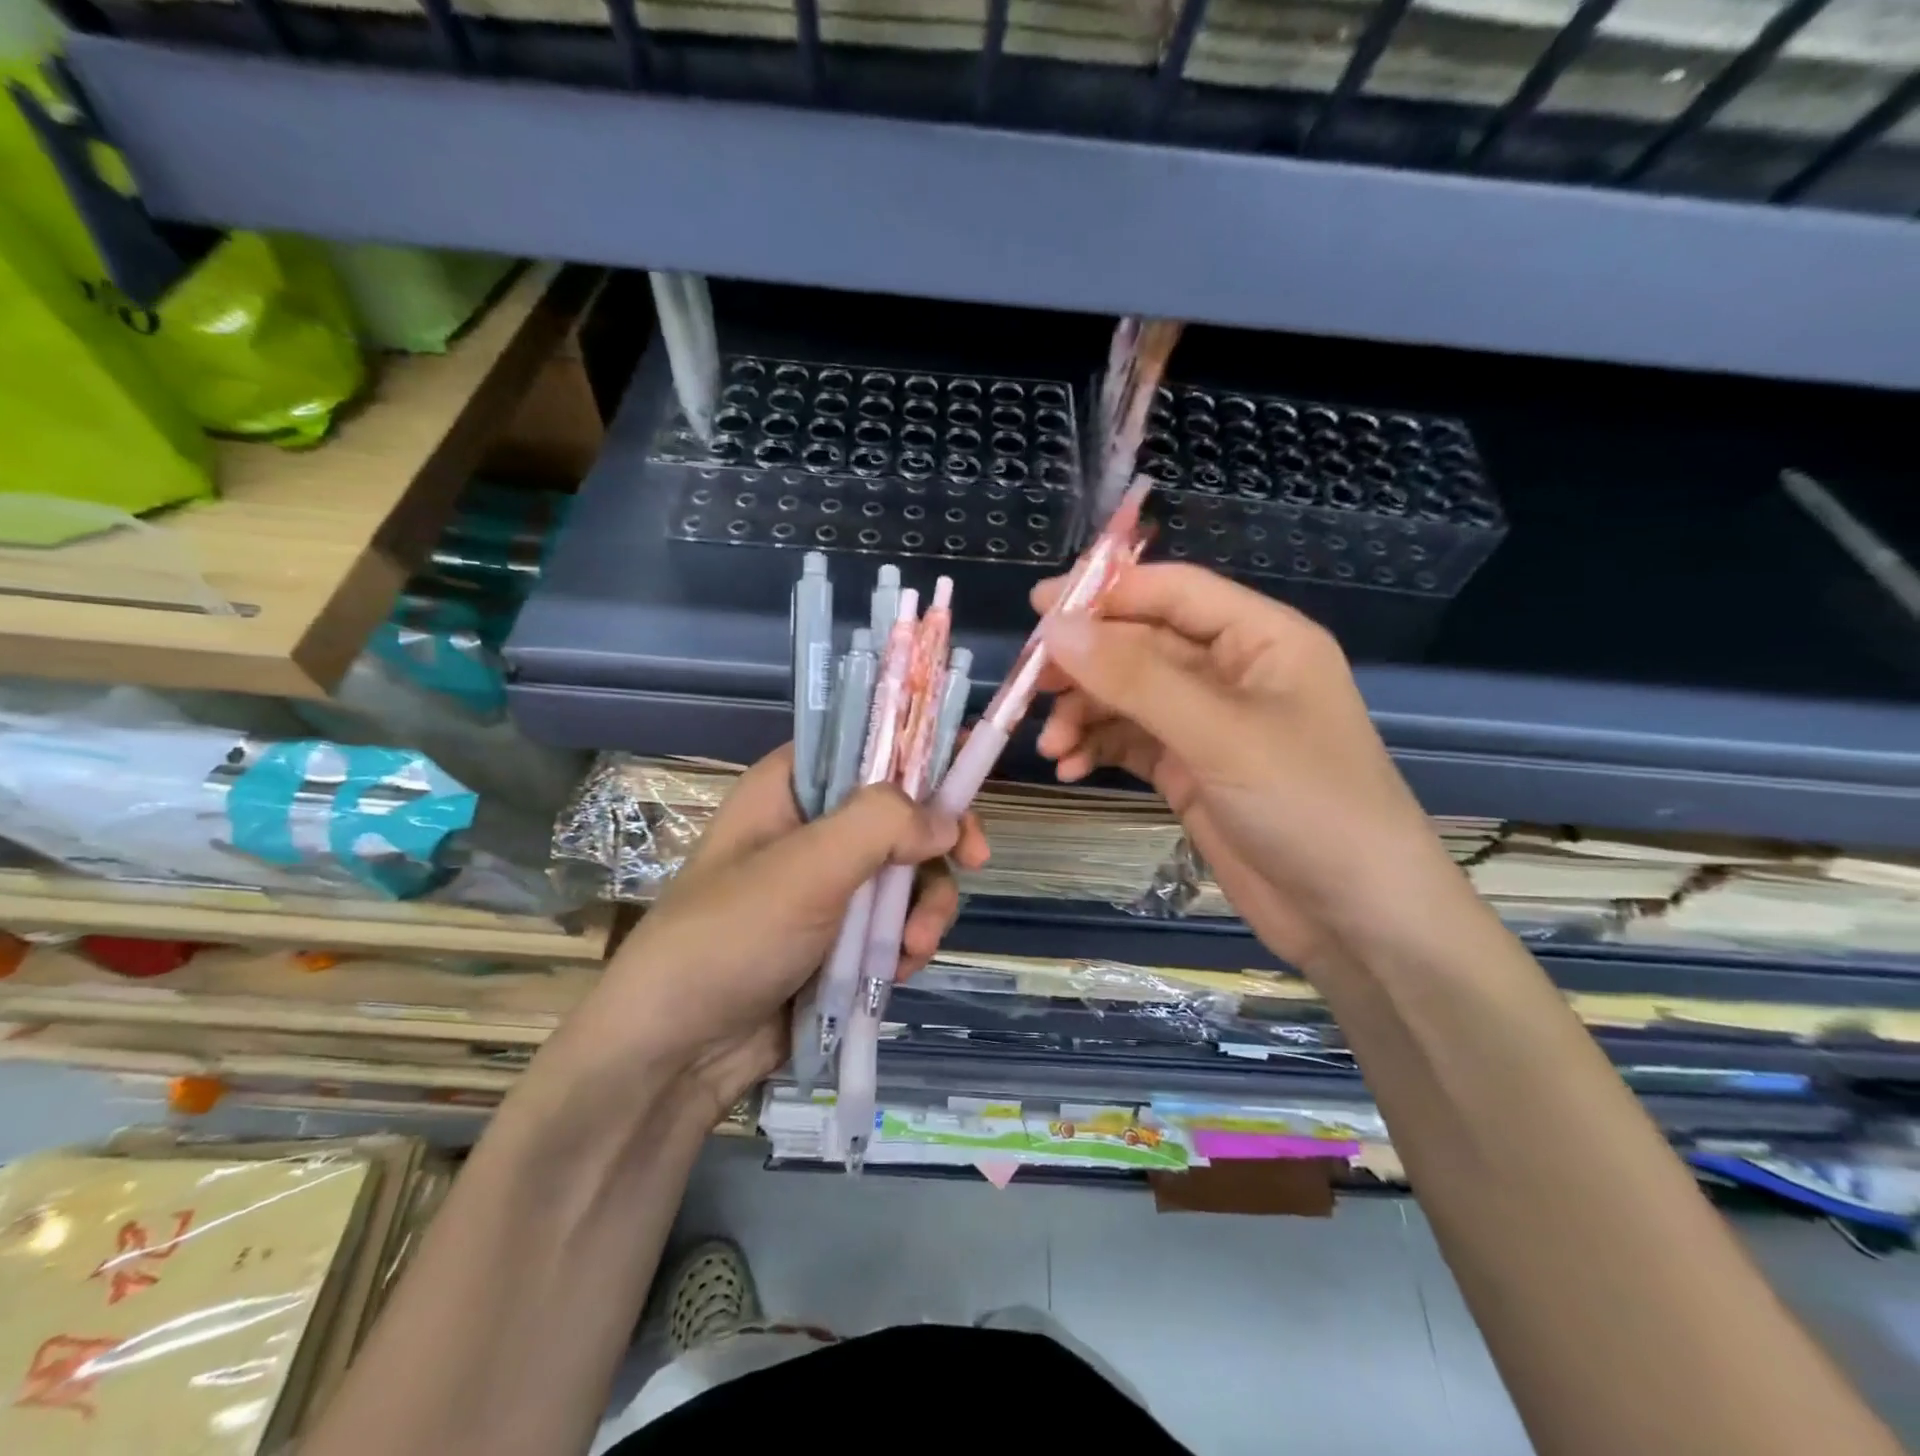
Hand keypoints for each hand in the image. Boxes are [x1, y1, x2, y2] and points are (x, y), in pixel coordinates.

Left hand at [535, 746, 989, 1125]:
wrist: (678, 1053)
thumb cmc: (731, 938)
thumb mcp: (805, 868)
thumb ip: (881, 825)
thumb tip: (947, 821)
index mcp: (792, 788)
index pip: (868, 743)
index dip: (922, 751)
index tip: (971, 773)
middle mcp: (814, 827)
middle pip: (902, 811)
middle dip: (936, 845)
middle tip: (973, 862)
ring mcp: (829, 886)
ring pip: (908, 873)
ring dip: (924, 908)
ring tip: (913, 949)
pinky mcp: (840, 938)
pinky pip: (895, 923)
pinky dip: (906, 943)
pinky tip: (897, 971)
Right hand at [1032, 563, 1464, 978]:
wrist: (1355, 919)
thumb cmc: (1307, 806)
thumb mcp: (1219, 735)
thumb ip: (1135, 678)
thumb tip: (1056, 629)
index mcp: (1260, 638)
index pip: (1172, 593)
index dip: (1106, 594)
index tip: (1039, 611)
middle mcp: (1232, 672)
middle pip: (1141, 646)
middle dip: (1086, 667)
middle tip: (1030, 689)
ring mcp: (1208, 725)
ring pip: (1128, 697)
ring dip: (1085, 714)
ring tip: (1052, 746)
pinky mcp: (1190, 771)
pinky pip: (1131, 742)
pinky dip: (1098, 748)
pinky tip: (1071, 768)